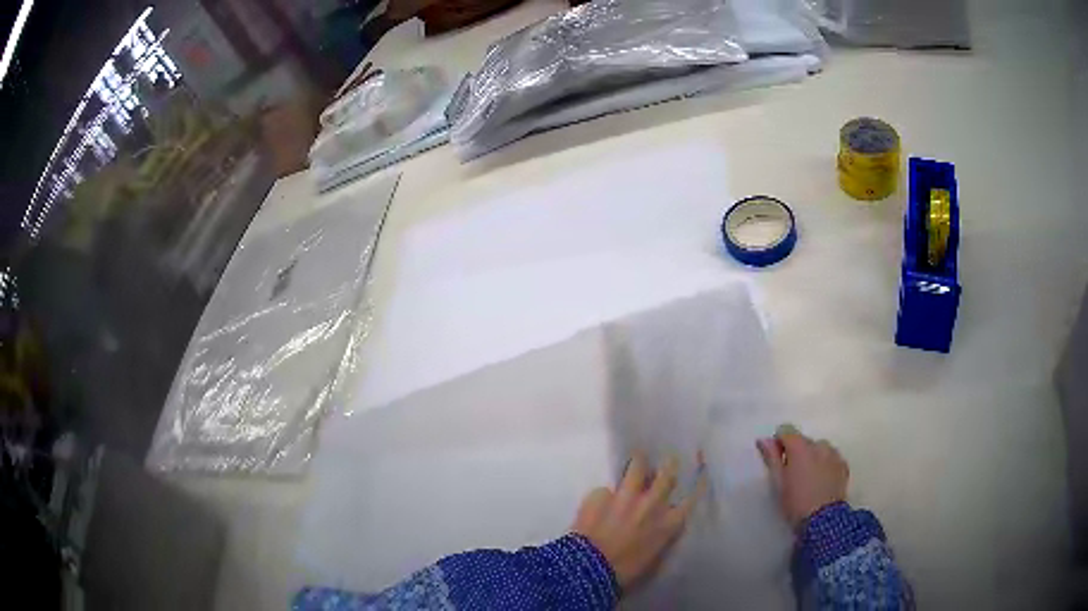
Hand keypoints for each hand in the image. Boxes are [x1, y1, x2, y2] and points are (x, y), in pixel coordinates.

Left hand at [572, 453, 704, 591]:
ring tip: (636, 459)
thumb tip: (662, 526)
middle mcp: (653, 503)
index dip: (698, 484)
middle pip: (667, 473)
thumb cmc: (627, 572)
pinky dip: (603, 496)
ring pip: (637, 465)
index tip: (699, 475)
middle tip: (666, 462)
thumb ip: (661, 536)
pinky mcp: (600, 494)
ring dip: (638, 463)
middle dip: (668, 466)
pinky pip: (605, 490)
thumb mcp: (655, 557)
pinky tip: (596, 505)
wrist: (590, 570)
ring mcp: (626, 495)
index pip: (693, 497)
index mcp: (669, 523)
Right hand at [757, 425, 848, 529]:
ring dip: (812, 457)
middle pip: (803, 440)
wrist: (824, 520)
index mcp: (800, 447)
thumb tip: (763, 439)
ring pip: (818, 448)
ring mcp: (833, 453)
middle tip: (792, 475)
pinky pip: (831, 457)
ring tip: (808, 479)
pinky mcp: (843, 464)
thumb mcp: (778, 482)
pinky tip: (821, 481)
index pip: (786, 430)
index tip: (776, 460)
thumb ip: (772, 458)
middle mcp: (818, 444)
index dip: (778, 442)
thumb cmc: (795, 502)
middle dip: (796, 452)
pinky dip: (824, 463)